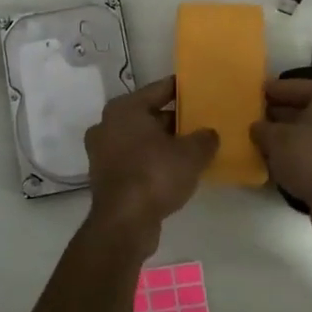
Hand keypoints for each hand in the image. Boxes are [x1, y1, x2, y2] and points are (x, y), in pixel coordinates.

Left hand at [84, 77, 218, 246]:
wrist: (124, 222)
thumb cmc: (155, 175)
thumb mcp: (191, 154)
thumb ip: (204, 138)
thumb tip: (209, 134)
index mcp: (124, 108)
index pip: (159, 89)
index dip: (181, 89)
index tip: (200, 89)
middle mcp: (107, 124)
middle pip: (148, 114)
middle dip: (173, 120)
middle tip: (200, 123)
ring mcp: (102, 151)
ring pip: (140, 139)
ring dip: (162, 143)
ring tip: (191, 148)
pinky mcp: (104, 176)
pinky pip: (134, 159)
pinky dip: (151, 161)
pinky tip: (174, 171)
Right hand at [250, 77, 311, 207]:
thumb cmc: (311, 153)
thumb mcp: (276, 138)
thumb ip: (264, 129)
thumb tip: (259, 128)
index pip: (297, 87)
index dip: (274, 92)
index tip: (258, 94)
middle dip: (290, 113)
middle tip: (265, 118)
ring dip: (303, 133)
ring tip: (276, 140)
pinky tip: (294, 157)